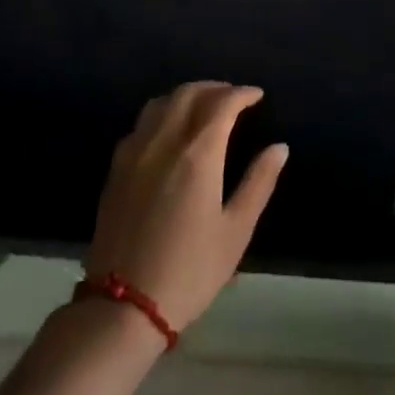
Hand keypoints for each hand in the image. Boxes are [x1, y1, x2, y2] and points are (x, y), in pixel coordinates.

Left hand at [88, 82, 287, 330]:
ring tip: (204, 107)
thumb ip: (259, 182)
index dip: (242, 94)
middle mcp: (163, 143)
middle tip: (234, 97)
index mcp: (197, 154)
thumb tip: (279, 147)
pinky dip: (161, 114)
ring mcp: (134, 154)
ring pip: (159, 103)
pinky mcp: (115, 170)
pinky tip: (170, 132)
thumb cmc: (190, 270)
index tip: (257, 96)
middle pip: (188, 94)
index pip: (222, 104)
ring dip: (186, 96)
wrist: (123, 307)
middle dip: (214, 88)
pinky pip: (140, 124)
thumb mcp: (236, 230)